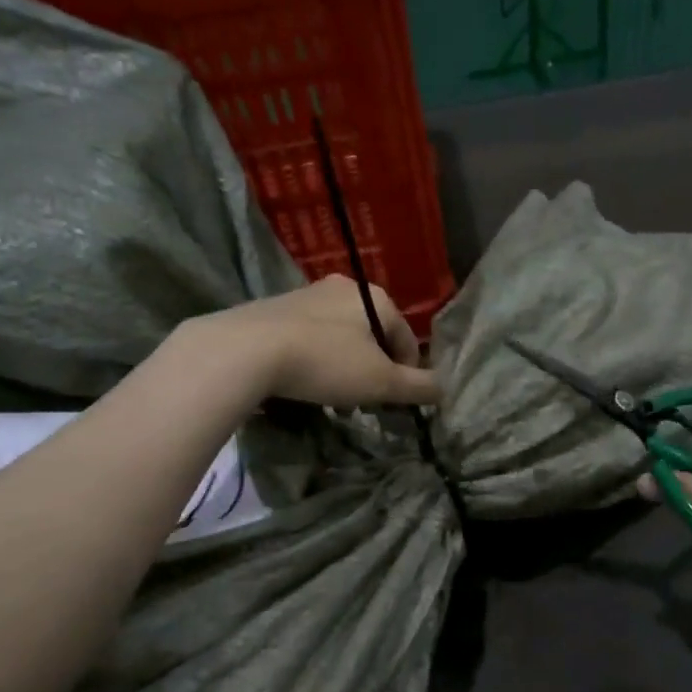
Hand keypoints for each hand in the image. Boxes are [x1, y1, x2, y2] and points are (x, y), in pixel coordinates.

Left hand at [206, 275, 440, 408]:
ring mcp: (307, 295)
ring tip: (334, 399)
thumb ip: (418, 387)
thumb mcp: (380, 382)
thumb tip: (446, 390)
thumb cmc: (325, 362)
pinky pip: (310, 338)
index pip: (407, 339)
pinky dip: (316, 360)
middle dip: (374, 372)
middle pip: (373, 337)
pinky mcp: (275, 308)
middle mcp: (344, 288)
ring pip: (342, 338)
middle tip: (365, 403)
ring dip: (346, 368)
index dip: (408, 374)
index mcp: (375, 297)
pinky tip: (304, 384)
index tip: (396, 404)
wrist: (246, 350)